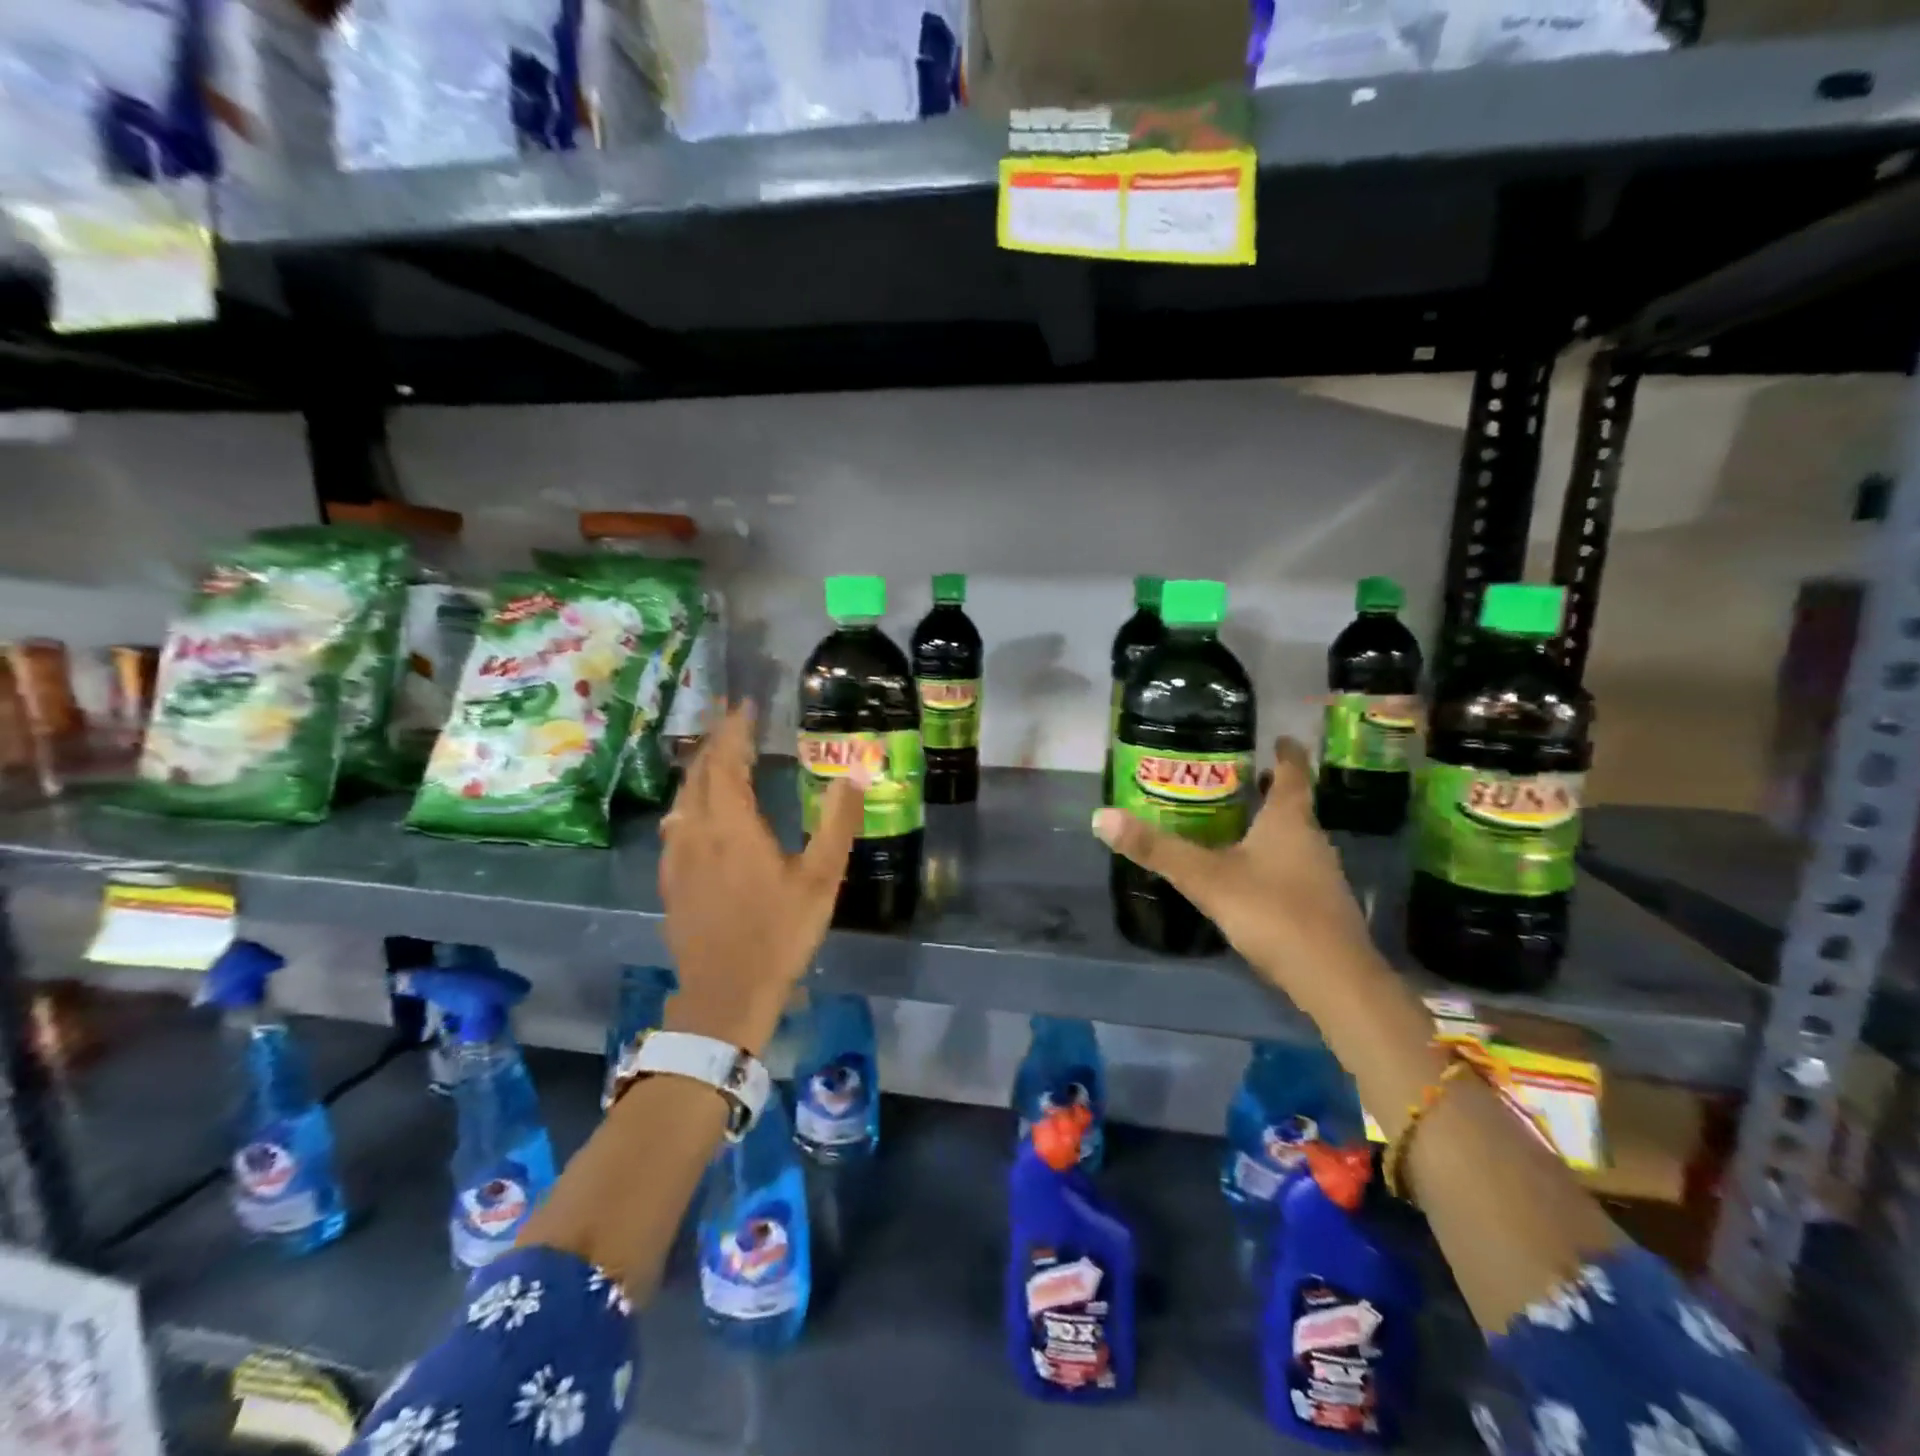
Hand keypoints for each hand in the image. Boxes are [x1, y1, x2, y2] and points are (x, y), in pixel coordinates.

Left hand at [658, 704, 864, 1050]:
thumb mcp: (821, 878)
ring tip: (717, 757)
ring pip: (683, 798)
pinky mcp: (671, 880)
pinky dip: (690, 802)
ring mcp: (678, 857)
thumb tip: (853, 774)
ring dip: (699, 770)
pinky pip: (676, 825)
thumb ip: (838, 823)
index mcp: (732, 824)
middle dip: (714, 741)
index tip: (744, 704)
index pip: (726, 761)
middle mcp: (697, 831)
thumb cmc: (779, 932)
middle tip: (731, 720)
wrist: (726, 992)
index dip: (734, 729)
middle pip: (699, 773)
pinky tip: (697, 812)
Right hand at [1092, 738, 1374, 1005]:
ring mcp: (1321, 876)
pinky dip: (1272, 862)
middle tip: (1233, 782)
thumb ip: (1157, 849)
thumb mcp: (1206, 878)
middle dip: (1266, 791)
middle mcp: (1311, 840)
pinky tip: (1248, 879)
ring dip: (1268, 829)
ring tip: (1233, 827)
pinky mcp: (1321, 907)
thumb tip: (1102, 816)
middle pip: (1292, 806)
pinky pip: (1294, 870)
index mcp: (1289, 821)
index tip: (1277, 737)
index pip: (1293, 772)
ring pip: (1293, 840)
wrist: (1334, 979)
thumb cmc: (1273, 912)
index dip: (1285, 752)